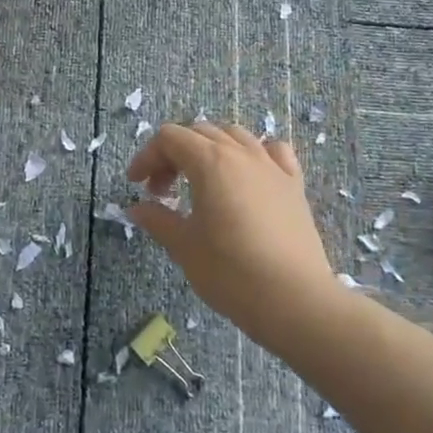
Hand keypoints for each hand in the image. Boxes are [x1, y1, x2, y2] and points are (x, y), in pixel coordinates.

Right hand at [127, 122, 344, 357]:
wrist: (296, 300)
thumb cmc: (232, 273)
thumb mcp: (184, 247)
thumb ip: (157, 220)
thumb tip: (136, 208)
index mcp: (209, 162)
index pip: (169, 138)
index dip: (147, 156)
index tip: (136, 185)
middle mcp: (241, 153)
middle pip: (199, 132)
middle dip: (173, 154)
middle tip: (162, 191)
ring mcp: (271, 166)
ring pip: (234, 135)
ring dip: (209, 149)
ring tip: (200, 181)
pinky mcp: (294, 185)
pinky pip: (272, 151)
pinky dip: (253, 154)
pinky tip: (247, 176)